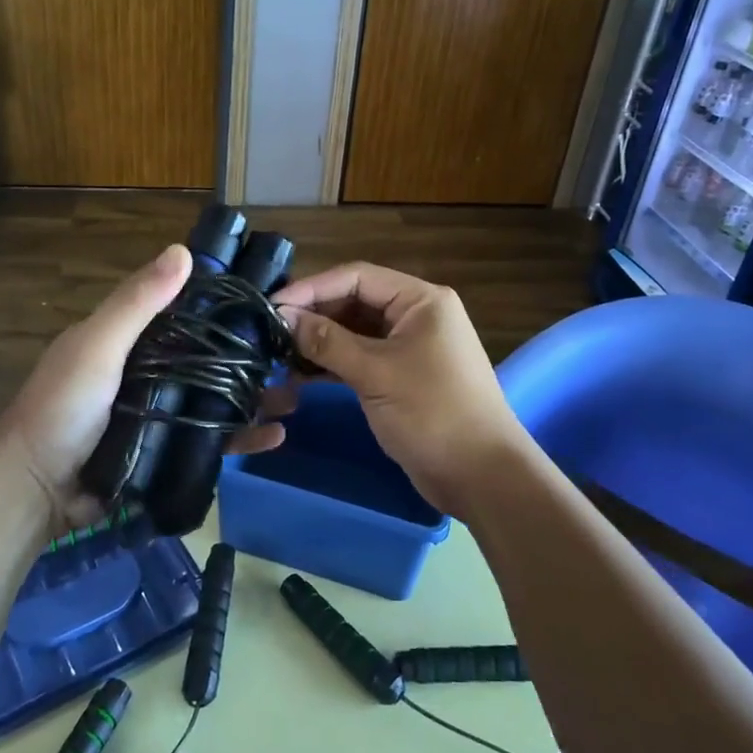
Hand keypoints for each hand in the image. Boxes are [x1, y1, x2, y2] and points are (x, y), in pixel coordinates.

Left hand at [0, 245, 288, 533]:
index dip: (222, 304)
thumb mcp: (97, 346)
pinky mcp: (168, 453)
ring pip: (217, 399)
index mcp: (131, 340)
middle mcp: (150, 371)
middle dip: (249, 356)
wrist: (36, 490)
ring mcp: (161, 415)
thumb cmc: (62, 407)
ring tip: (294, 396)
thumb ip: (136, 304)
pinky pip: (212, 441)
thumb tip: (183, 251)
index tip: (266, 300)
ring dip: (255, 397)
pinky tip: (276, 437)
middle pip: (209, 357)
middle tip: (292, 353)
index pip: (185, 311)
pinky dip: (243, 438)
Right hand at [272, 263, 529, 516]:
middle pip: (354, 302)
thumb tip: (283, 316)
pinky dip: (332, 364)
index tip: (273, 304)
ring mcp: (409, 346)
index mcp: (420, 300)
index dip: (313, 287)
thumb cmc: (433, 413)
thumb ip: (327, 342)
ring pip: (354, 332)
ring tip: (278, 355)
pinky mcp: (400, 376)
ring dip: (319, 342)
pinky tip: (300, 375)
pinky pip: (360, 358)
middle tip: (270, 332)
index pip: (357, 277)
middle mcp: (415, 315)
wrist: (481, 476)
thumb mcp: (376, 373)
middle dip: (314, 315)